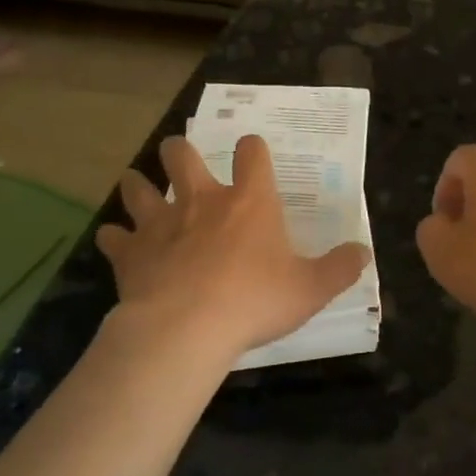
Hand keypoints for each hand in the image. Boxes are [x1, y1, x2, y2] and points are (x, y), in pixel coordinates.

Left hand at [97, 135, 371, 361]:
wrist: (186, 328)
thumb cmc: (254, 301)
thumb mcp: (310, 289)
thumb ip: (339, 268)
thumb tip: (364, 253)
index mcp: (249, 201)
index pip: (253, 153)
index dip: (253, 147)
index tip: (252, 151)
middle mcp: (202, 200)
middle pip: (183, 156)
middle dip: (180, 150)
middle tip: (179, 153)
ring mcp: (162, 223)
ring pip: (140, 188)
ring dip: (137, 184)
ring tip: (135, 183)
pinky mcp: (132, 253)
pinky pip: (113, 237)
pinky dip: (113, 237)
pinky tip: (112, 241)